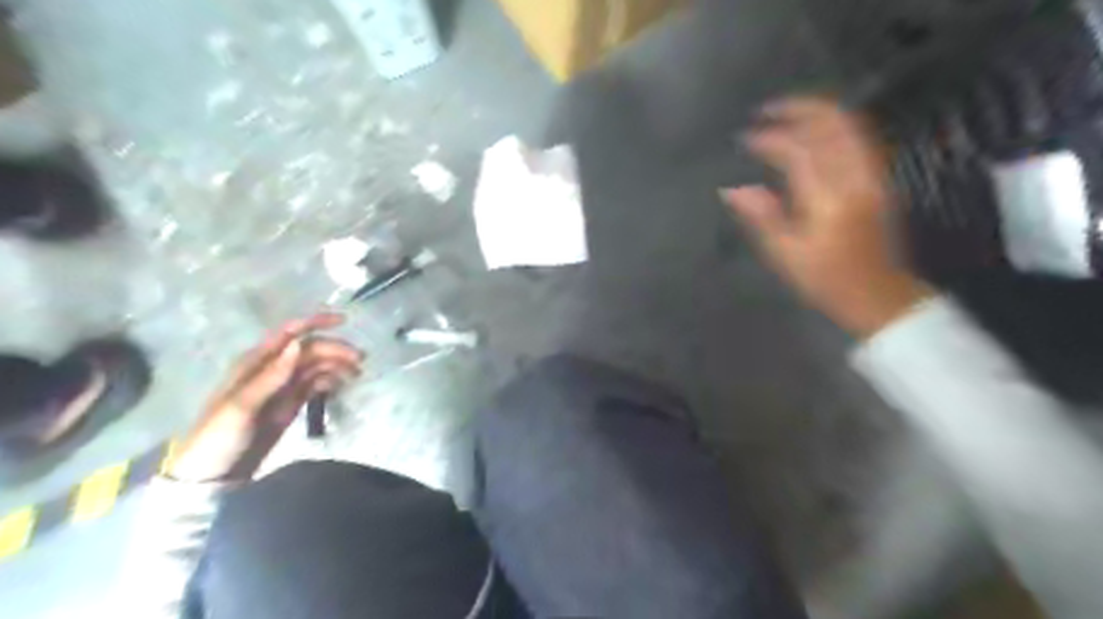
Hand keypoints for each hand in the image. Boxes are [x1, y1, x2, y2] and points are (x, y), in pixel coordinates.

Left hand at [168, 315, 365, 483]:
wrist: (209, 477)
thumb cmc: (218, 438)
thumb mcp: (241, 407)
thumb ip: (271, 376)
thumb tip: (298, 344)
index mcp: (255, 364)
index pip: (289, 333)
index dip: (315, 322)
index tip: (345, 321)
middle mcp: (271, 370)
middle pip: (309, 349)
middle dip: (335, 349)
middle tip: (361, 361)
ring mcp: (281, 387)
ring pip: (315, 366)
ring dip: (337, 365)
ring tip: (357, 374)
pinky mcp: (289, 404)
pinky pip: (315, 384)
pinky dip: (331, 380)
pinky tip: (343, 384)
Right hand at [721, 96, 932, 339]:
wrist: (878, 293)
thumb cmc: (826, 279)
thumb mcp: (785, 254)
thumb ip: (762, 216)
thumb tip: (733, 188)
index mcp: (827, 199)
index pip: (798, 151)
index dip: (770, 139)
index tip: (745, 139)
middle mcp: (854, 177)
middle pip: (832, 124)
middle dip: (798, 109)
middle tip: (766, 110)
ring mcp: (871, 174)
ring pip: (849, 125)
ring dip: (816, 112)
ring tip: (786, 113)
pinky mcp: (877, 178)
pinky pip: (857, 137)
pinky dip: (833, 125)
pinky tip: (813, 131)